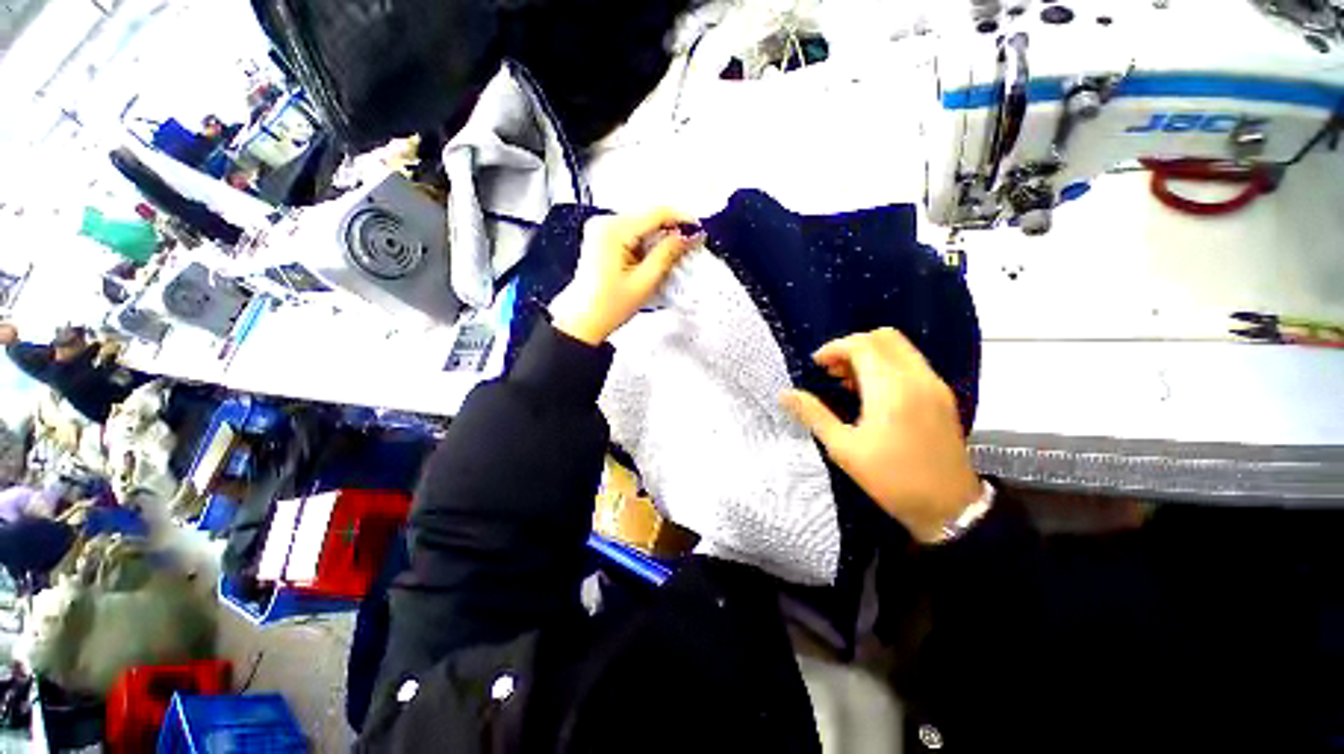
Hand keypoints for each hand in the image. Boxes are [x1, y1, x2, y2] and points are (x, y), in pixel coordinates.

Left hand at [552, 209, 701, 344]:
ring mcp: (602, 228)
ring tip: (676, 257)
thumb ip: (667, 254)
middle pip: (649, 217)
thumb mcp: (644, 282)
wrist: (582, 320)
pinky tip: (656, 259)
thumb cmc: (609, 306)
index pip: (656, 213)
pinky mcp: (602, 237)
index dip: (682, 219)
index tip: (700, 231)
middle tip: (691, 247)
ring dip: (660, 239)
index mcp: (613, 230)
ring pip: (642, 225)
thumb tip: (688, 235)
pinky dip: (648, 244)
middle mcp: (605, 221)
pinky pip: (633, 233)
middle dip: (672, 231)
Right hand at [780, 328, 981, 542]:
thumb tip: (784, 394)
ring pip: (899, 348)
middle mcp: (917, 377)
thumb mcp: (843, 448)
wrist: (950, 508)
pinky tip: (872, 392)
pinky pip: (911, 363)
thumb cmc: (891, 479)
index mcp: (891, 389)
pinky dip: (887, 365)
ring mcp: (934, 385)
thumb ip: (813, 414)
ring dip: (870, 354)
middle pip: (883, 337)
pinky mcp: (941, 395)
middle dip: (852, 346)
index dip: (834, 348)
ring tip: (847, 381)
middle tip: (832, 371)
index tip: (817, 366)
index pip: (862, 345)